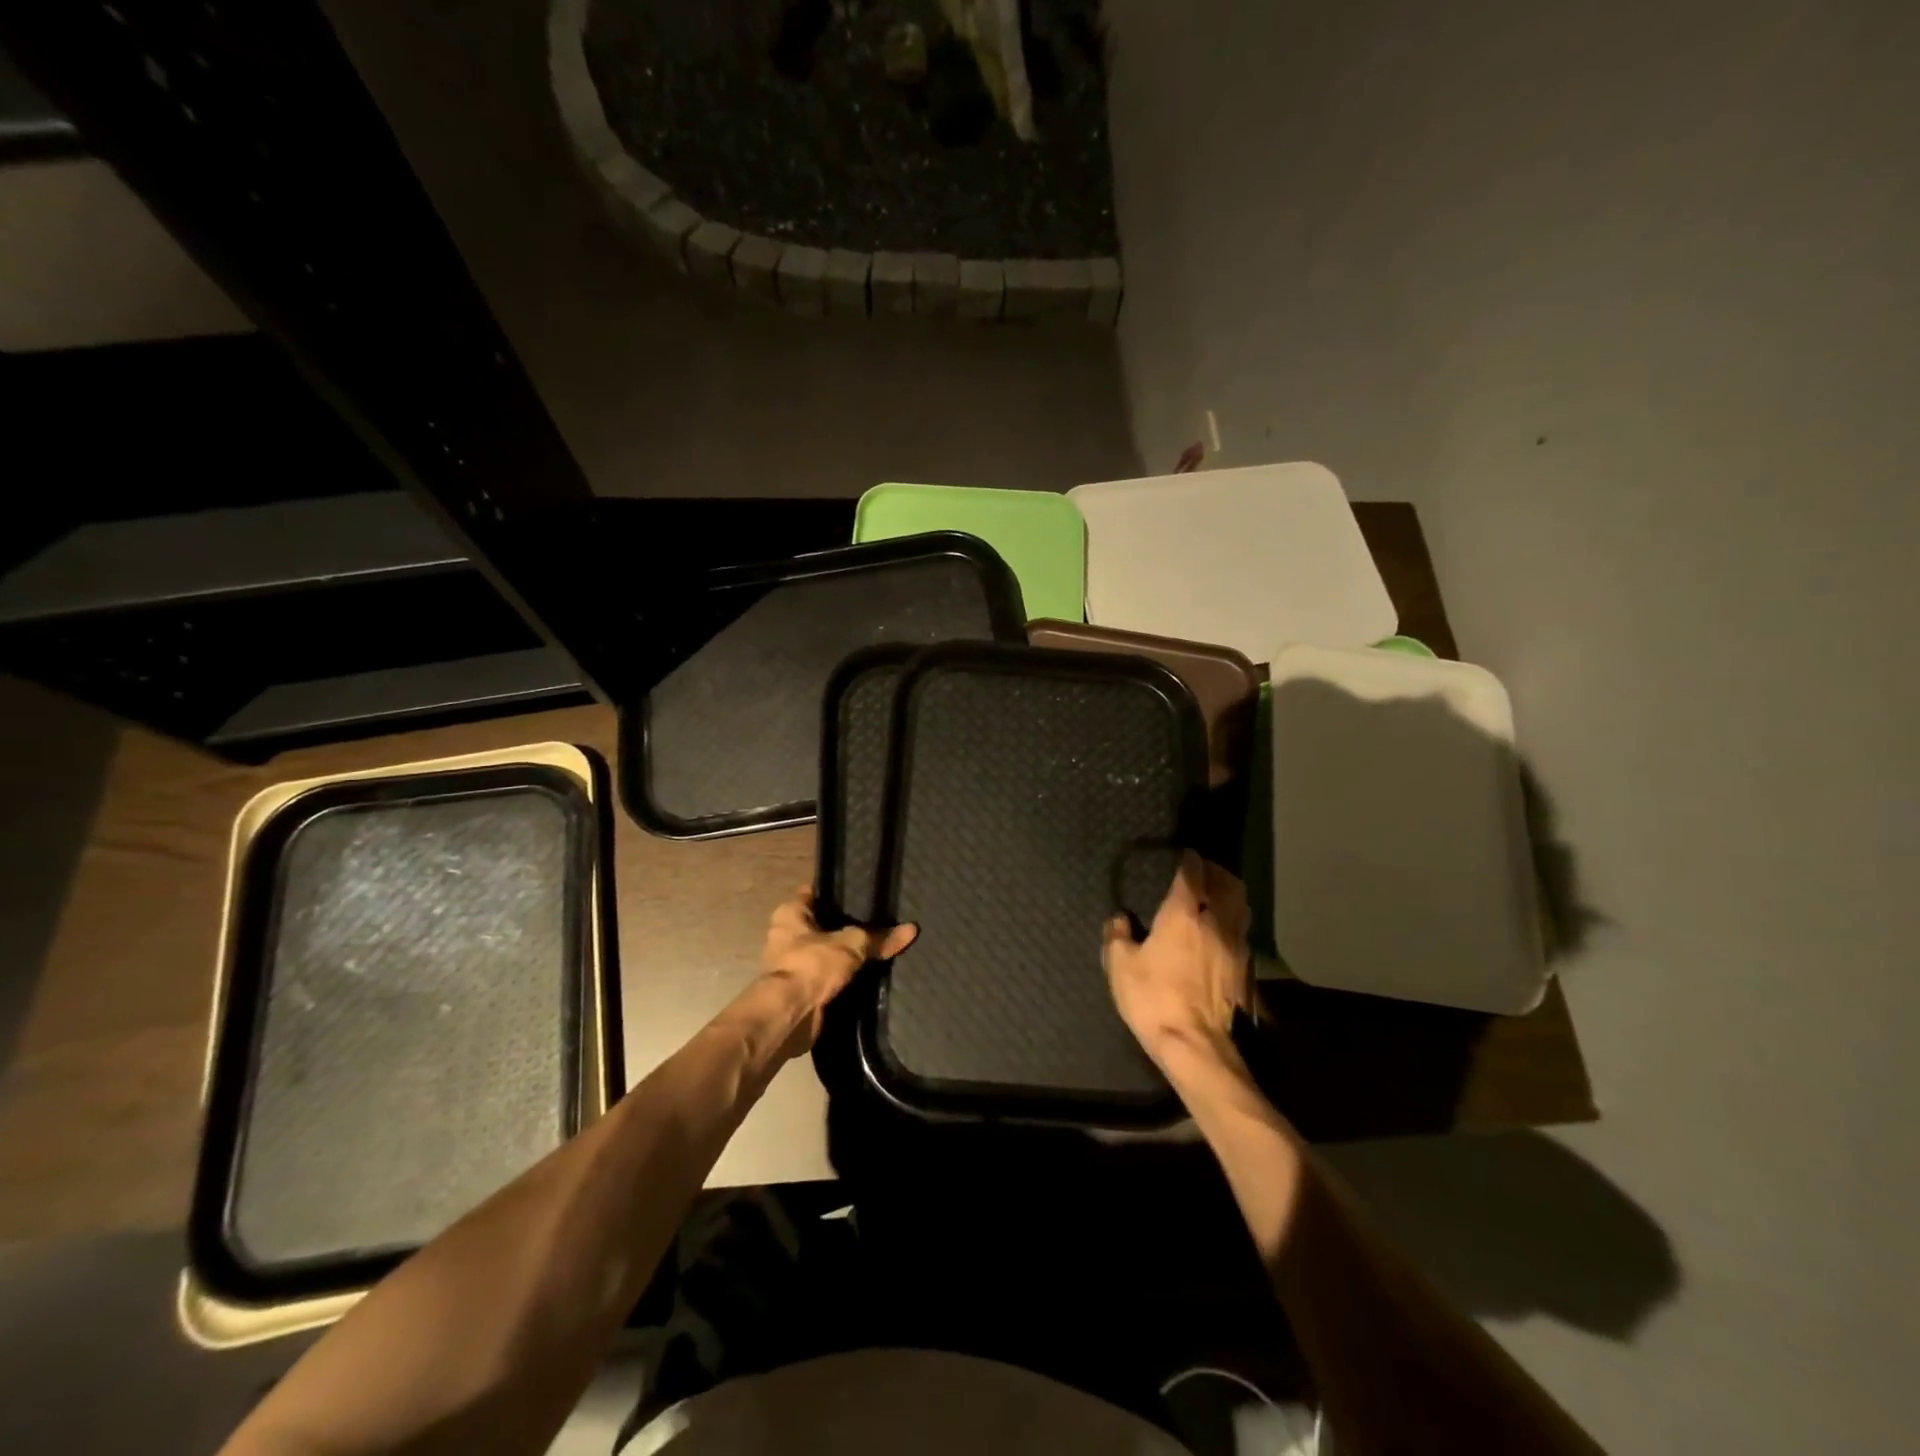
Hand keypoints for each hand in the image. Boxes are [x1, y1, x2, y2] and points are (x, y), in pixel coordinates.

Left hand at [759, 886, 915, 1046]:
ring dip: (847, 954)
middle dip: (849, 925)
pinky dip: (845, 977)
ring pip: (828, 951)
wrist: (790, 1016)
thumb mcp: (852, 945)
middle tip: (881, 920)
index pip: (817, 892)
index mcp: (790, 913)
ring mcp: (794, 963)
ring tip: (880, 946)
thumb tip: (912, 929)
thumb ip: (879, 937)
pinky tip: (870, 974)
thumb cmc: (812, 965)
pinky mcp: (802, 988)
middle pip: (824, 923)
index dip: (840, 890)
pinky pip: (829, 976)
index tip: (865, 891)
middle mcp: (787, 934)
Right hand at [1103, 852, 1251, 1070]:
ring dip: (1230, 895)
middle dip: (1217, 872)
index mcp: (1184, 914)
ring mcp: (1236, 946)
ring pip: (1241, 907)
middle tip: (1203, 871)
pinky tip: (1220, 931)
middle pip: (1229, 885)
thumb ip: (1117, 936)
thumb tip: (1119, 920)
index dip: (1190, 860)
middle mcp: (1216, 922)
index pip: (1193, 874)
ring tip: (1215, 896)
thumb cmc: (1154, 999)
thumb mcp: (1120, 967)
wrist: (1196, 1046)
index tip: (1184, 855)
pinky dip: (1234, 921)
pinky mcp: (1245, 970)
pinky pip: (1243, 931)